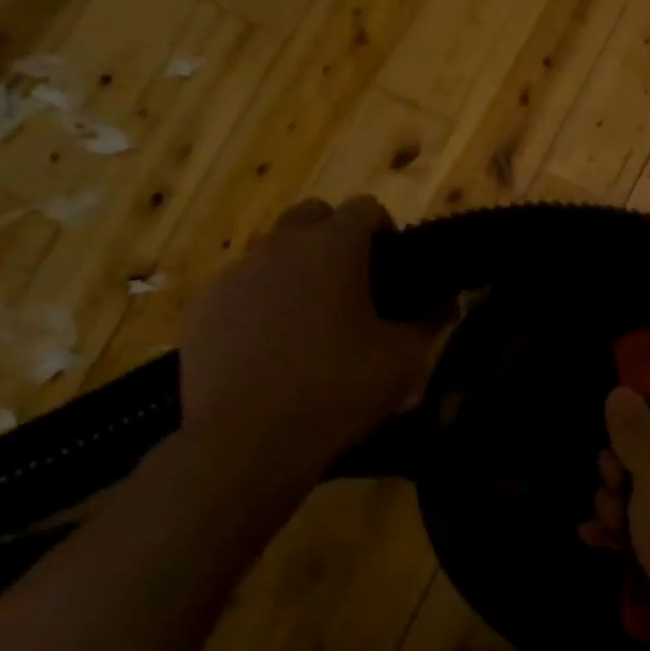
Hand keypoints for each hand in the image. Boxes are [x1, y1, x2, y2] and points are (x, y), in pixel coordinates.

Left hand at [180, 196, 434, 478]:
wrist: (246, 443)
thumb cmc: (338, 390)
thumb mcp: (404, 358)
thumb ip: (430, 319)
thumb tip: (447, 300)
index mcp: (333, 248)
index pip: (365, 208)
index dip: (385, 229)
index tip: (394, 266)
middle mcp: (280, 247)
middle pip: (312, 216)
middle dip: (335, 237)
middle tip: (353, 284)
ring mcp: (234, 275)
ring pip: (273, 251)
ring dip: (297, 268)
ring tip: (311, 319)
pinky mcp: (202, 308)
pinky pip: (241, 286)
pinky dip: (261, 300)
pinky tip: (271, 345)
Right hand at [589, 388, 649, 650]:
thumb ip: (635, 431)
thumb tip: (621, 391)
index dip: (641, 414)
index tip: (610, 428)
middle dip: (622, 465)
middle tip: (609, 481)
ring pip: (646, 490)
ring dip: (618, 502)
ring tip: (609, 520)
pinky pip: (647, 526)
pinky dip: (622, 531)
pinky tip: (593, 536)